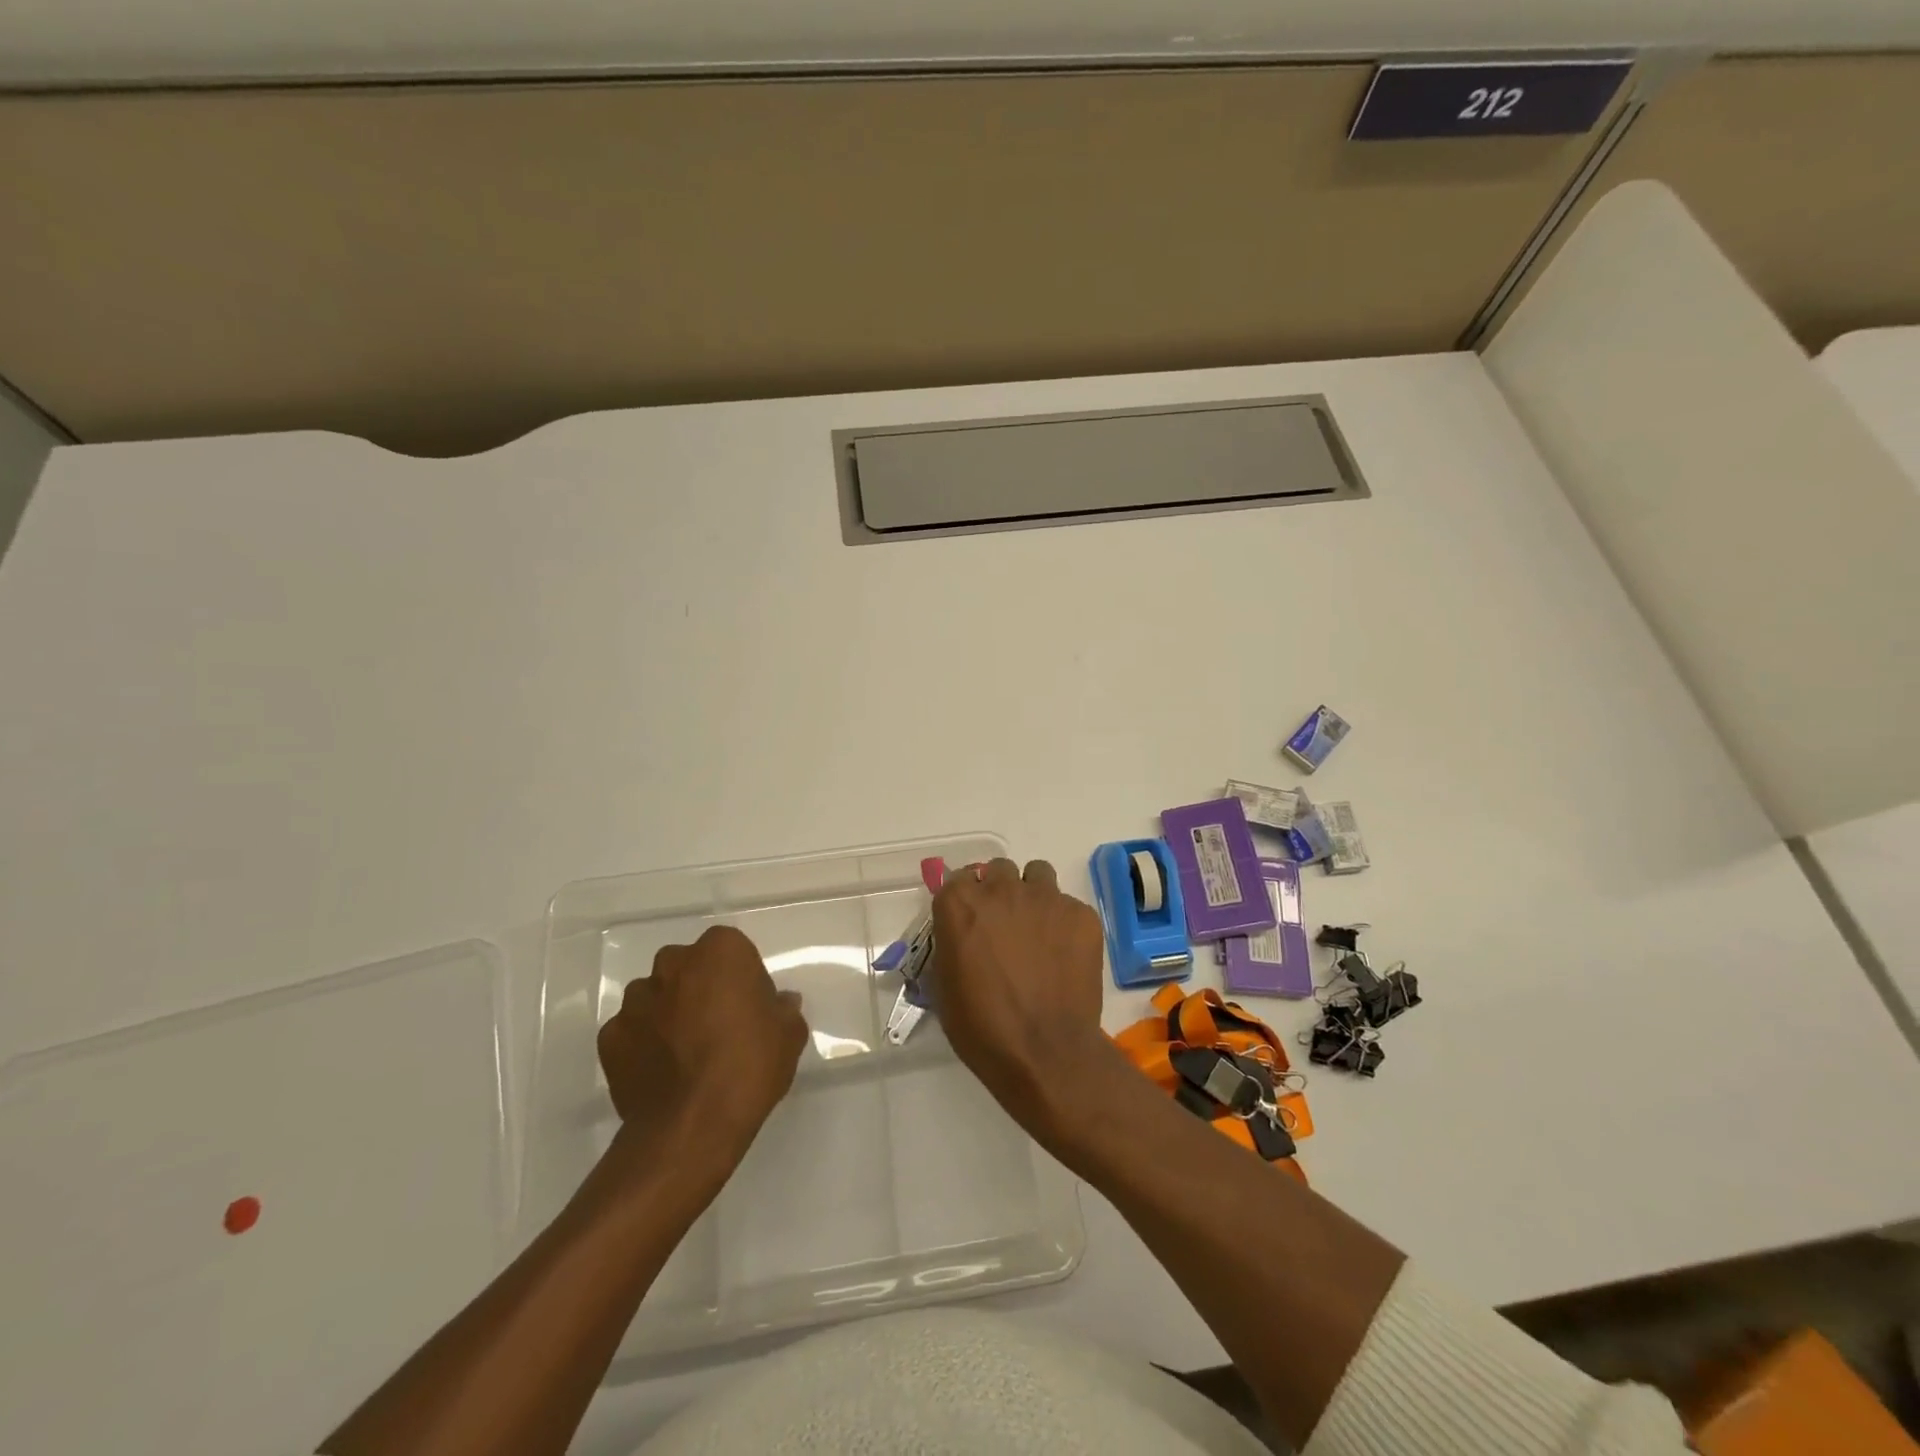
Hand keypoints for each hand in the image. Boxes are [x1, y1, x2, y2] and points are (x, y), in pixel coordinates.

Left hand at [597, 926, 808, 1165]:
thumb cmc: (749, 1066)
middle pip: (688, 967)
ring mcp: (636, 1000)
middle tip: (718, 1026)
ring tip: (685, 1054)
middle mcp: (672, 964)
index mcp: (720, 951)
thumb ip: (783, 1009)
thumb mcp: (789, 1035)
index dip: (741, 977)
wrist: (691, 1127)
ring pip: (656, 996)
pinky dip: (644, 1044)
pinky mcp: (609, 1037)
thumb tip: (778, 1003)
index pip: (731, 950)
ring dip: (669, 1013)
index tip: (749, 1007)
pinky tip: (661, 1072)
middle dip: (699, 988)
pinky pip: (633, 1031)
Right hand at [932, 858, 1109, 1133]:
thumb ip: (950, 945)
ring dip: (1033, 896)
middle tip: (1004, 926)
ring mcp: (1045, 898)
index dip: (964, 899)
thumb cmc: (983, 1028)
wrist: (1045, 1053)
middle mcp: (1001, 889)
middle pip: (999, 870)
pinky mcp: (1081, 914)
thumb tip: (962, 937)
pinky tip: (1065, 956)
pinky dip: (1065, 924)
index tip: (969, 920)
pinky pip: (1069, 906)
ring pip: (1038, 875)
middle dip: (999, 891)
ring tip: (1038, 931)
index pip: (958, 879)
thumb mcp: (944, 987)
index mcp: (960, 904)